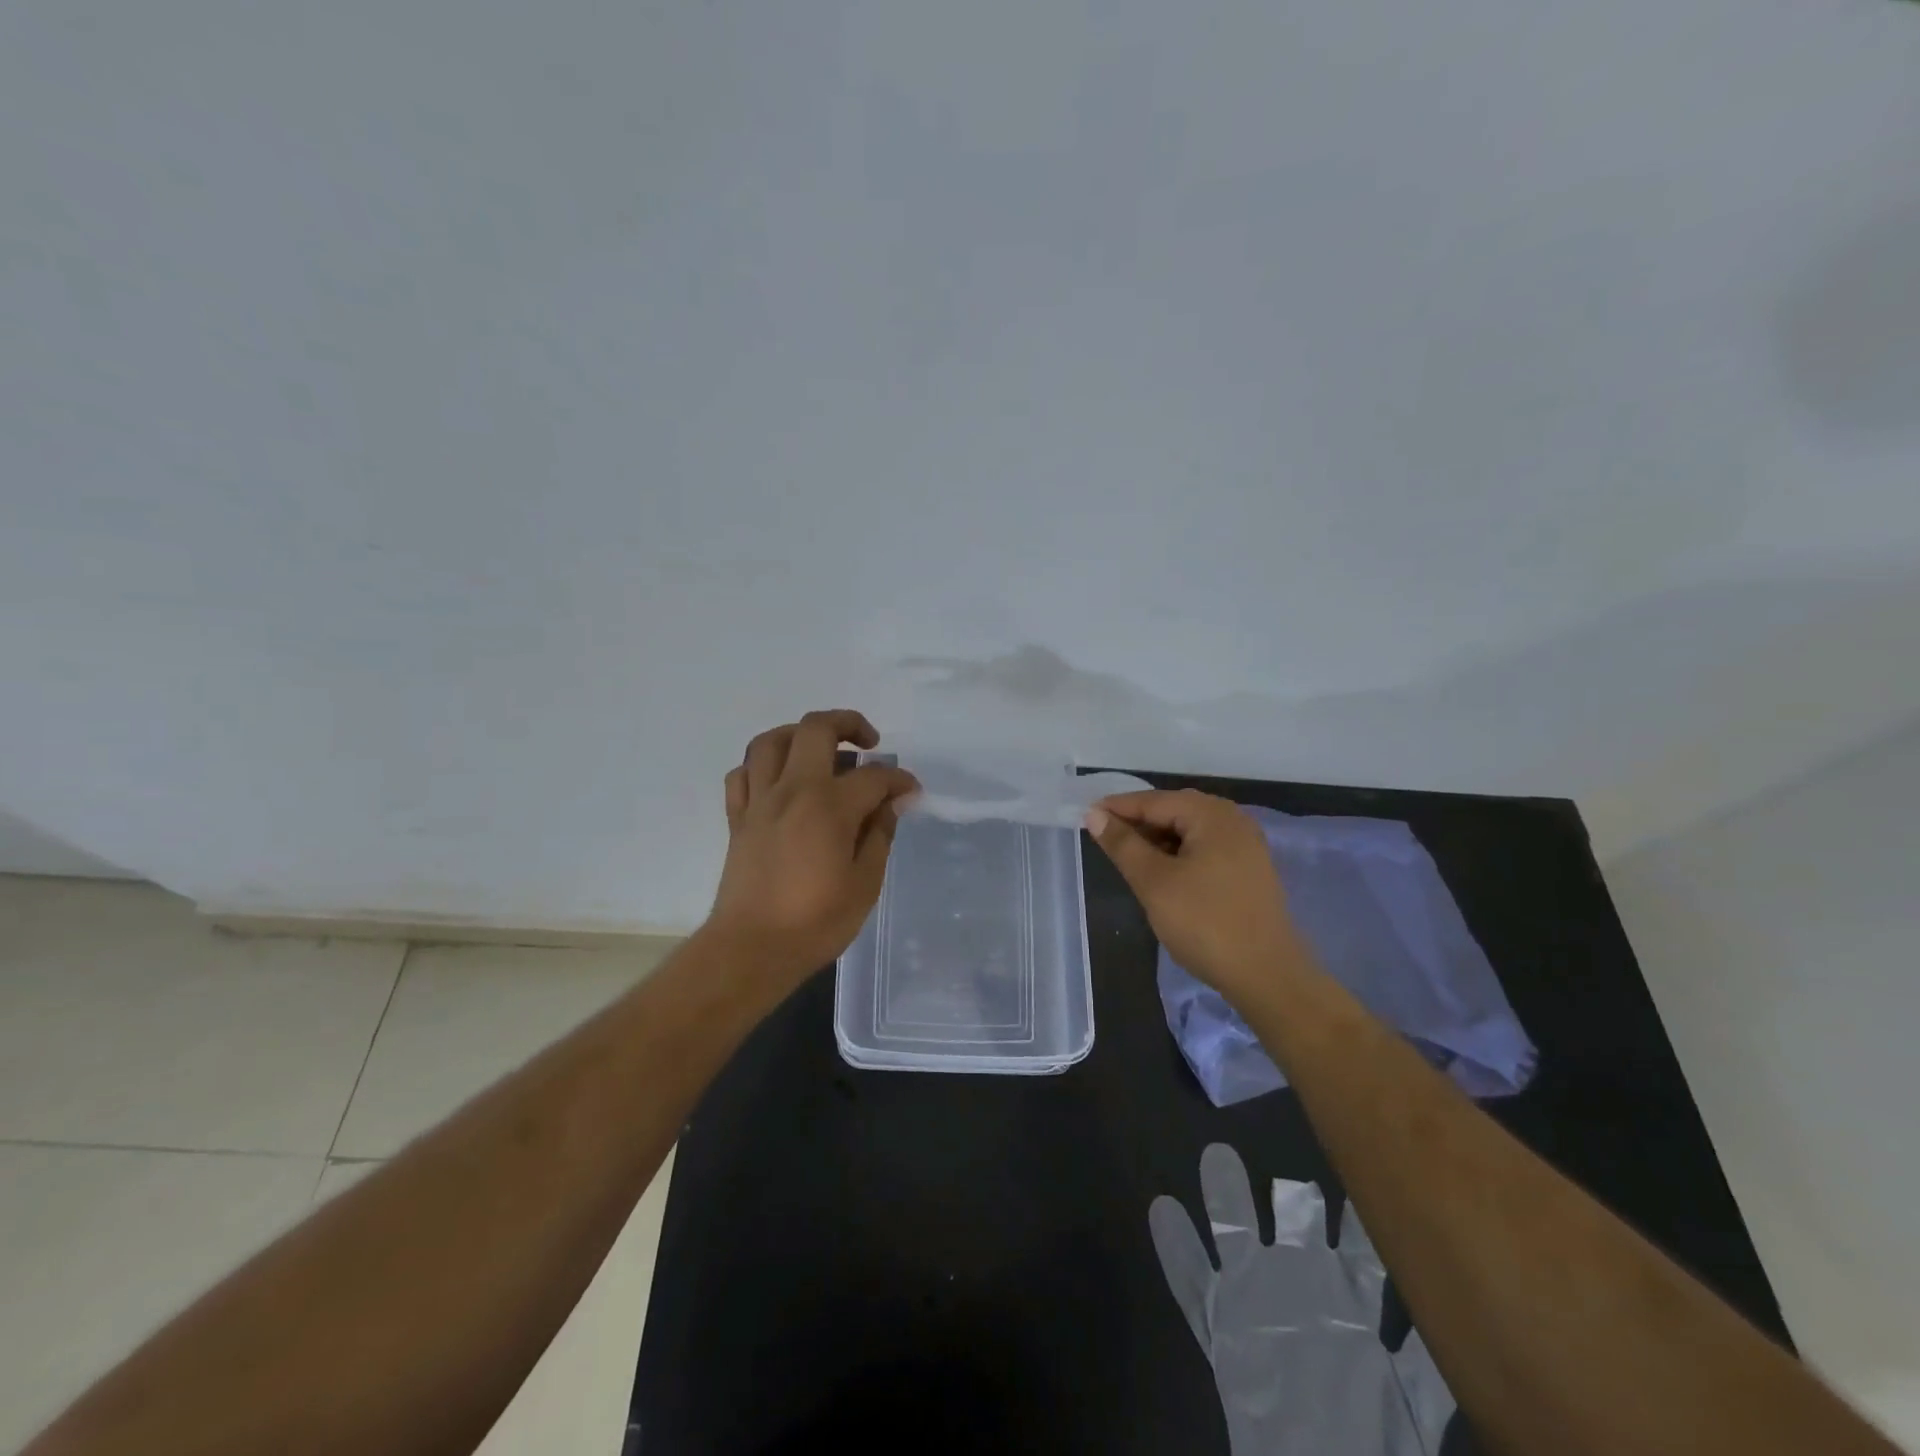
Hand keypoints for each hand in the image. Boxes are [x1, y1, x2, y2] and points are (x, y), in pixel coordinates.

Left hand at [705, 710, 918, 989]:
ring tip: (821, 751)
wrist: (750, 950)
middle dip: (849, 723)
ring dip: (799, 735)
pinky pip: (744, 774)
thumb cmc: (815, 922)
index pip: (872, 776)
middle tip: (869, 743)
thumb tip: (889, 804)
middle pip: (816, 729)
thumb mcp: (865, 883)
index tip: (911, 791)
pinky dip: (763, 766)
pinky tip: (780, 782)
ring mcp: (759, 801)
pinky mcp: (737, 819)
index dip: (899, 779)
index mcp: (829, 806)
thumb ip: (879, 835)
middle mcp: (792, 790)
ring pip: (770, 741)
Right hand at [1085, 789, 1306, 1005]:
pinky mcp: (1249, 869)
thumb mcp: (1154, 882)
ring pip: (1189, 830)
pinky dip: (1178, 853)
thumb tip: (1095, 814)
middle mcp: (1233, 820)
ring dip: (1157, 839)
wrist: (1267, 975)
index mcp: (1211, 815)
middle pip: (1174, 810)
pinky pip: (1205, 847)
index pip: (1154, 801)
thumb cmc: (1205, 923)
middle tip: (1103, 837)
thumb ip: (1123, 845)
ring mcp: (1246, 845)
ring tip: (1128, 856)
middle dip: (1138, 822)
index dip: (1117, 808)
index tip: (1085, 816)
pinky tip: (1162, 872)